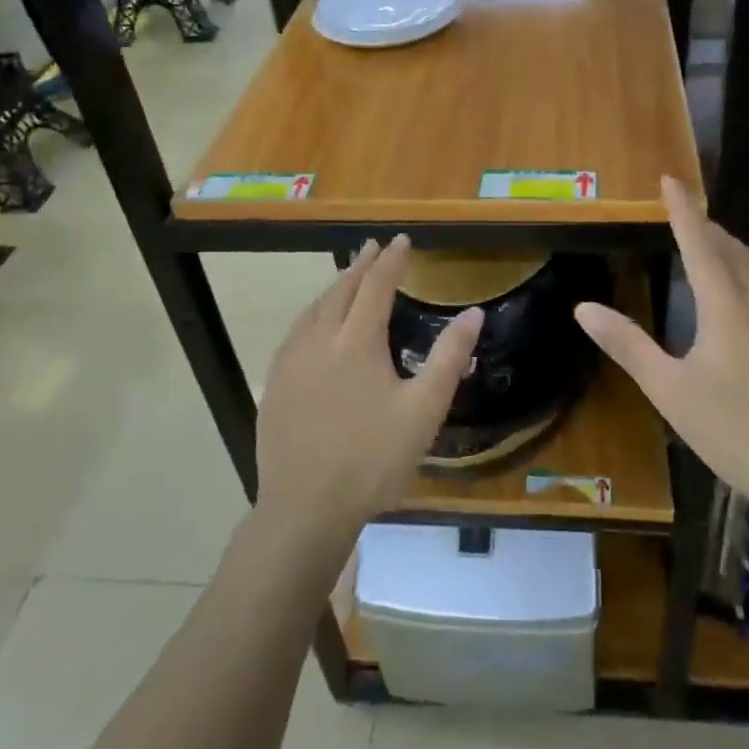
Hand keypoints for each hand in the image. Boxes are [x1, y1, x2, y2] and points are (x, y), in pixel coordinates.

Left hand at [257, 237, 481, 543]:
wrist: (305, 509)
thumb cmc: (373, 460)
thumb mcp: (423, 411)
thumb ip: (449, 358)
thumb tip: (474, 313)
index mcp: (357, 341)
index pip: (376, 285)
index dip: (391, 260)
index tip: (402, 239)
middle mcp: (319, 340)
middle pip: (341, 290)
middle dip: (361, 265)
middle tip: (374, 247)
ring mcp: (291, 361)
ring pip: (313, 309)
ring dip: (334, 287)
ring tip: (348, 277)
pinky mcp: (274, 384)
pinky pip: (295, 332)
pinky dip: (312, 313)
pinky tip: (313, 323)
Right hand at [574, 178, 748, 517]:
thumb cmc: (731, 430)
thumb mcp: (668, 390)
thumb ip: (627, 344)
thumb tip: (584, 307)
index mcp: (726, 306)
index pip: (700, 243)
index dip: (683, 209)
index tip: (671, 179)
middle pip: (732, 249)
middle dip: (706, 227)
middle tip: (683, 215)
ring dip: (730, 251)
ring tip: (710, 248)